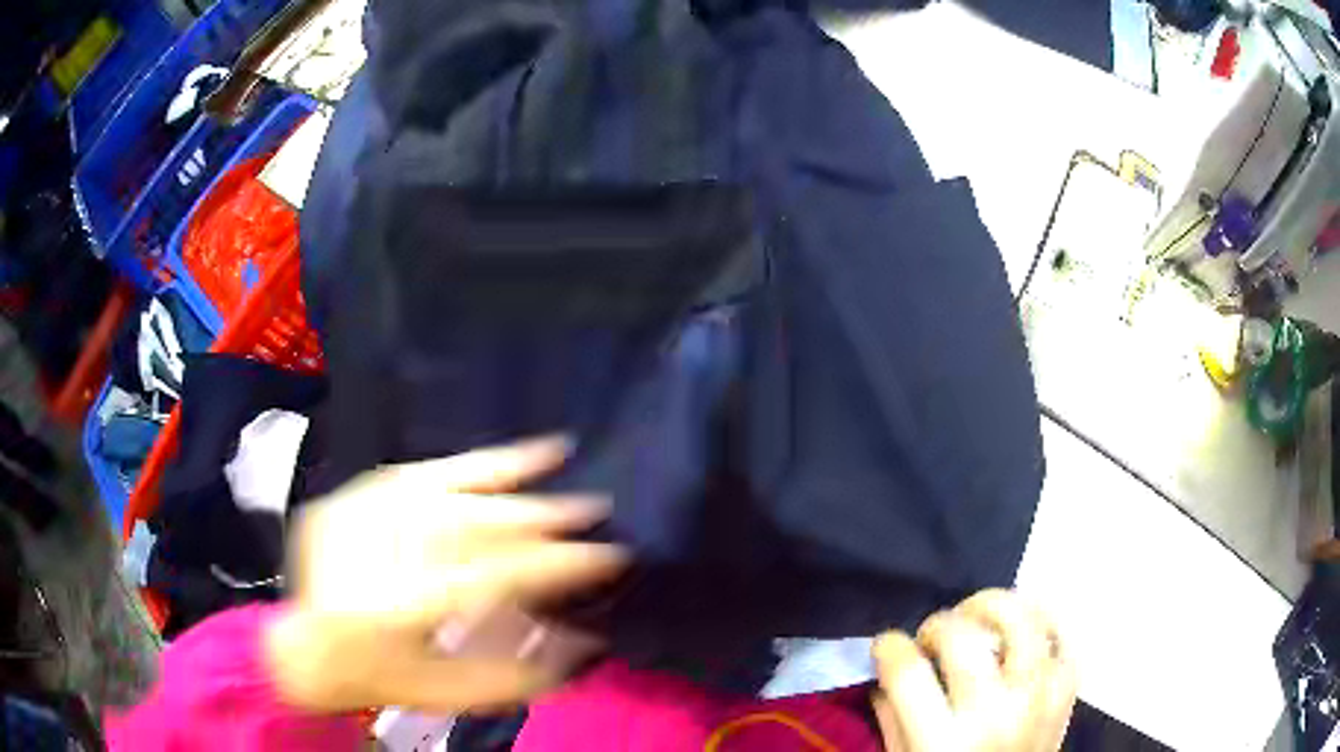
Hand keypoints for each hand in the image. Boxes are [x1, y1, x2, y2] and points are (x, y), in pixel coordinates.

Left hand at [263, 437, 627, 713]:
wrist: (304, 650)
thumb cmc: (381, 678)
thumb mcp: (453, 693)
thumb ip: (525, 674)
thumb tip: (588, 639)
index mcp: (404, 607)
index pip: (498, 574)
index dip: (557, 564)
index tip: (608, 555)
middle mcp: (380, 552)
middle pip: (474, 526)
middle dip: (540, 518)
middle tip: (593, 510)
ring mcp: (360, 516)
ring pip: (446, 491)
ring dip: (509, 477)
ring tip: (560, 457)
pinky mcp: (351, 499)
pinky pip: (414, 474)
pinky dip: (462, 463)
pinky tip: (498, 451)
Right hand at [872, 589, 1075, 751]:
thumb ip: (893, 721)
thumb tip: (885, 674)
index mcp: (941, 741)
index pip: (908, 672)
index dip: (889, 646)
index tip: (886, 646)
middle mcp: (993, 714)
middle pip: (964, 638)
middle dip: (938, 624)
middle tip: (931, 637)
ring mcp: (1037, 699)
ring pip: (1023, 623)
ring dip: (994, 607)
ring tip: (977, 618)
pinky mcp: (1065, 695)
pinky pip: (1065, 639)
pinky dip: (1044, 623)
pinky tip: (1022, 627)